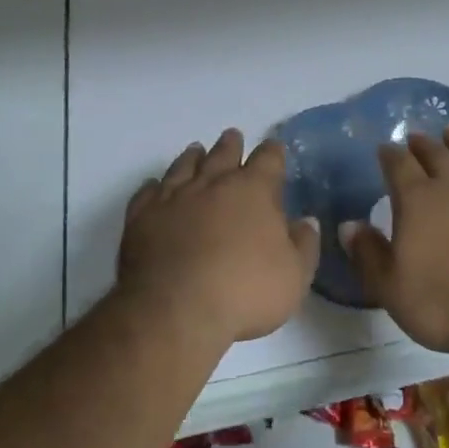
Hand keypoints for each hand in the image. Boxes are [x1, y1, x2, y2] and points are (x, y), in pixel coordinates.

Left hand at [118, 129, 319, 344]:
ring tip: (196, 150)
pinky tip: (154, 186)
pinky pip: (148, 192)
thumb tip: (306, 222)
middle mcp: (213, 183)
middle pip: (224, 153)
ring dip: (193, 157)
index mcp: (253, 190)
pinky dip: (153, 187)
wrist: (175, 310)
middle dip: (231, 145)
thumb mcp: (294, 277)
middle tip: (233, 137)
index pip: (268, 159)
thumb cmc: (244, 292)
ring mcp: (174, 197)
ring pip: (184, 166)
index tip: (274, 149)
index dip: (273, 152)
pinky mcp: (142, 217)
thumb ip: (303, 245)